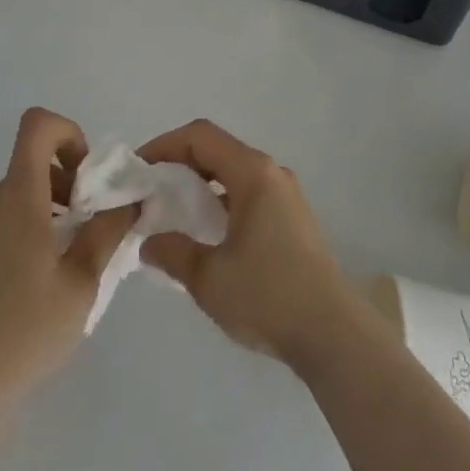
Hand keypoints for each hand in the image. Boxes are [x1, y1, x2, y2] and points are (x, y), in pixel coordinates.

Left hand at [0, 108, 134, 410]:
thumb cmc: (29, 329)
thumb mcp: (84, 280)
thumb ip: (108, 230)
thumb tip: (130, 198)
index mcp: (17, 197)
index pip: (37, 126)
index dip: (67, 133)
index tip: (85, 176)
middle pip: (30, 165)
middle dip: (65, 183)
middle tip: (86, 227)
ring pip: (14, 197)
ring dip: (44, 211)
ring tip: (62, 261)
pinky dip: (20, 232)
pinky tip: (30, 285)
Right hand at [137, 119, 355, 369]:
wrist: (332, 333)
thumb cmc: (268, 296)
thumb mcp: (209, 277)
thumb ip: (173, 252)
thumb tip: (149, 242)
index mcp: (253, 173)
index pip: (200, 137)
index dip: (163, 145)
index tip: (137, 170)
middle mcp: (271, 173)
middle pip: (217, 150)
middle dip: (178, 165)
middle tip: (149, 192)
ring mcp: (285, 195)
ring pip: (232, 173)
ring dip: (199, 185)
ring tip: (171, 214)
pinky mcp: (292, 218)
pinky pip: (247, 194)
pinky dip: (220, 202)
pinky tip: (205, 235)